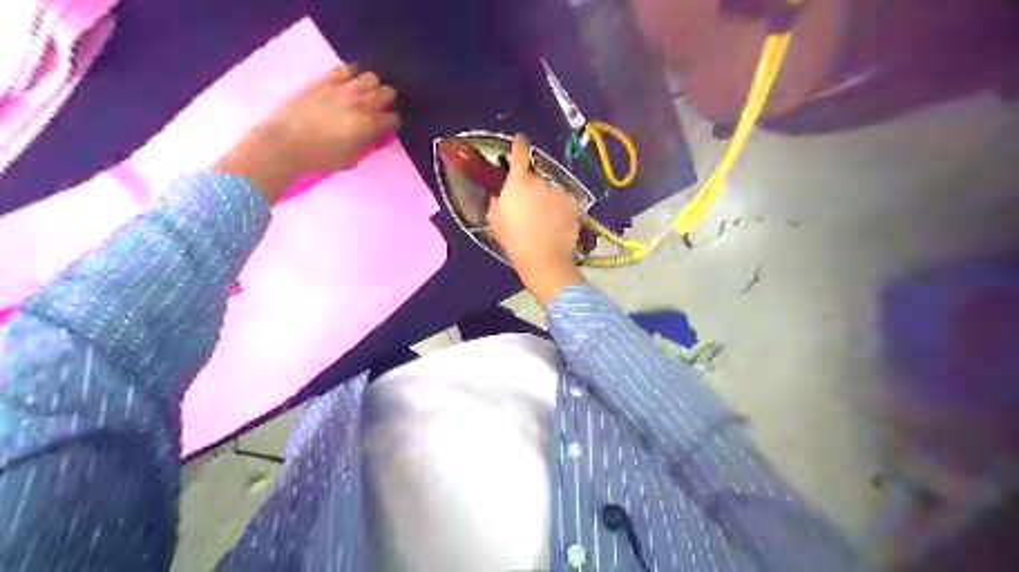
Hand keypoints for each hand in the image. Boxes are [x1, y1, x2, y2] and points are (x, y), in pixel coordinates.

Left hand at [215, 66, 397, 202]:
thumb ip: (365, 146)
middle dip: (388, 100)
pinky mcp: (324, 81)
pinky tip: (348, 82)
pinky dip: (351, 74)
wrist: (285, 144)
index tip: (388, 127)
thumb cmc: (320, 158)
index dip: (393, 123)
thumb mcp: (351, 160)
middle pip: (386, 93)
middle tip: (381, 108)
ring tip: (366, 93)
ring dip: (373, 86)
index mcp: (369, 126)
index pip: (392, 119)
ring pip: (370, 77)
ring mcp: (342, 89)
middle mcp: (360, 104)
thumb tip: (372, 137)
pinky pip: (344, 69)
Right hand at [490, 135, 585, 305]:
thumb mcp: (495, 221)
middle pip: (535, 178)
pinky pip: (564, 201)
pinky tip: (557, 223)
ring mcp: (559, 192)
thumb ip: (498, 201)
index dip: (519, 145)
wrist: (544, 259)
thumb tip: (502, 194)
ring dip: (547, 199)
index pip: (520, 154)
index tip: (520, 141)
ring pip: (551, 190)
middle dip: (532, 188)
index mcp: (518, 183)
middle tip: (529, 208)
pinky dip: (561, 208)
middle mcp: (540, 182)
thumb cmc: (514, 241)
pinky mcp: (573, 203)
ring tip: (545, 220)